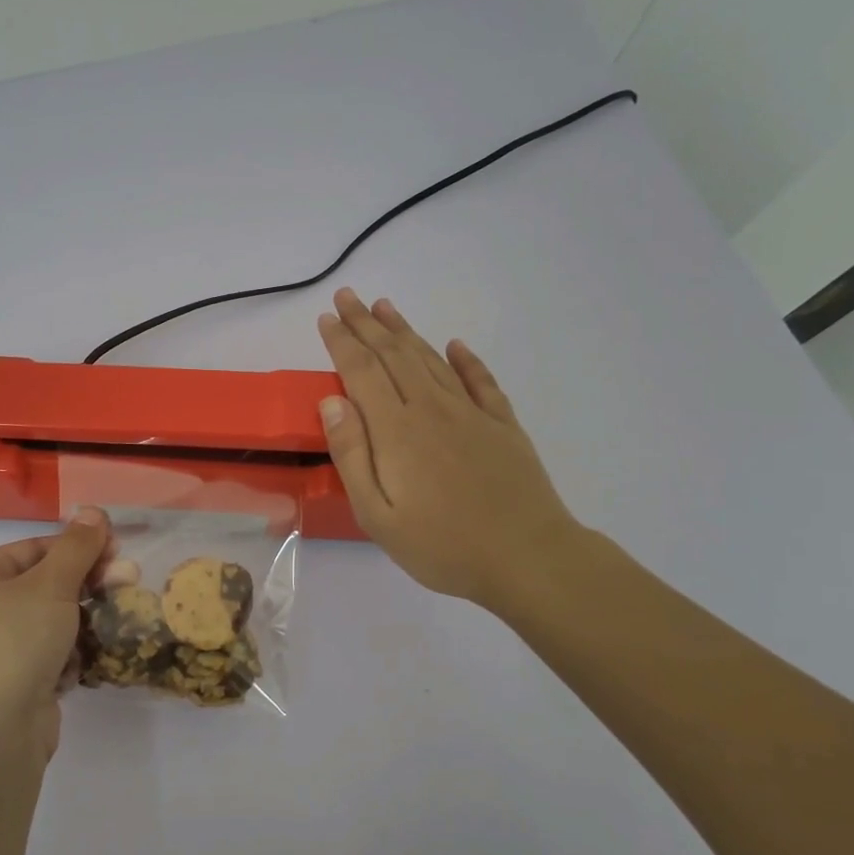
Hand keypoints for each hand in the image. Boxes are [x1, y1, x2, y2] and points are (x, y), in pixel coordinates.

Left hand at [0, 508, 110, 771]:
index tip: (120, 552)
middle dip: (89, 584)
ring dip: (83, 622)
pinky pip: (51, 656)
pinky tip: (79, 667)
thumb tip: (93, 509)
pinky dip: (70, 657)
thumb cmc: (15, 643)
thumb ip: (77, 547)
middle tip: (130, 582)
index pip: (38, 547)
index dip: (80, 547)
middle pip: (47, 583)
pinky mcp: (15, 683)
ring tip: (110, 626)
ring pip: (53, 621)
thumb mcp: (50, 585)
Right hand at [316, 288, 588, 613]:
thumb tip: (332, 401)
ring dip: (405, 331)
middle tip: (347, 296)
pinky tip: (455, 344)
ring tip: (385, 307)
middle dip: (366, 323)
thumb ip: (352, 454)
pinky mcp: (502, 425)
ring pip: (431, 359)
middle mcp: (431, 409)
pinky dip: (465, 359)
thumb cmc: (442, 546)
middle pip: (394, 354)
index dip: (342, 341)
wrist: (527, 558)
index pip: (361, 371)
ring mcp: (471, 413)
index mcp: (396, 430)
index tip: (326, 318)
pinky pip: (480, 380)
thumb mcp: (377, 515)